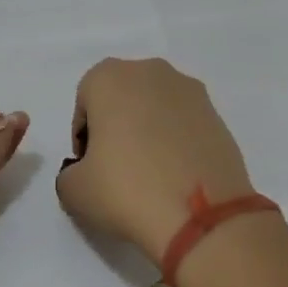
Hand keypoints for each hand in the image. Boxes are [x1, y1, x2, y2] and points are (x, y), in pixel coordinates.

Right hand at [56, 58, 253, 264]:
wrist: (202, 215)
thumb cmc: (126, 189)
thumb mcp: (74, 190)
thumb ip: (69, 173)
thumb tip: (86, 172)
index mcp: (109, 77)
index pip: (85, 102)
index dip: (84, 136)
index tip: (90, 167)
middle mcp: (150, 71)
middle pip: (122, 97)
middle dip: (117, 126)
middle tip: (117, 168)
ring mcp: (189, 90)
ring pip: (156, 107)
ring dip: (149, 131)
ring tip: (151, 174)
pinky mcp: (218, 114)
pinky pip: (184, 123)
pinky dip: (177, 141)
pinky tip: (177, 176)